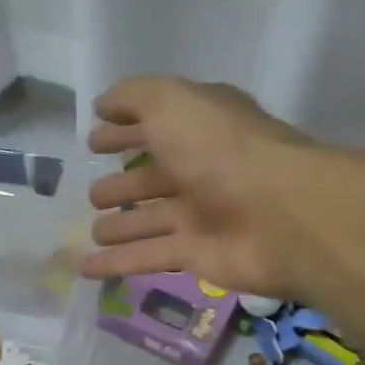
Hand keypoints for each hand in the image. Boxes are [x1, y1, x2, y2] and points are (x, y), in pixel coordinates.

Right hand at [78, 77, 321, 299]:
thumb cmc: (221, 149)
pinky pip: (147, 256)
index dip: (124, 130)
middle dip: (122, 185)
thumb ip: (134, 97)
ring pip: (149, 220)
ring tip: (91, 231)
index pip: (156, 125)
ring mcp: (200, 214)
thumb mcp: (171, 102)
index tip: (93, 140)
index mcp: (200, 127)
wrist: (280, 213)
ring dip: (119, 226)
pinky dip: (115, 263)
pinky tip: (84, 267)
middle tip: (93, 194)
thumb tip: (104, 106)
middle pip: (153, 177)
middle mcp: (201, 168)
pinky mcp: (197, 254)